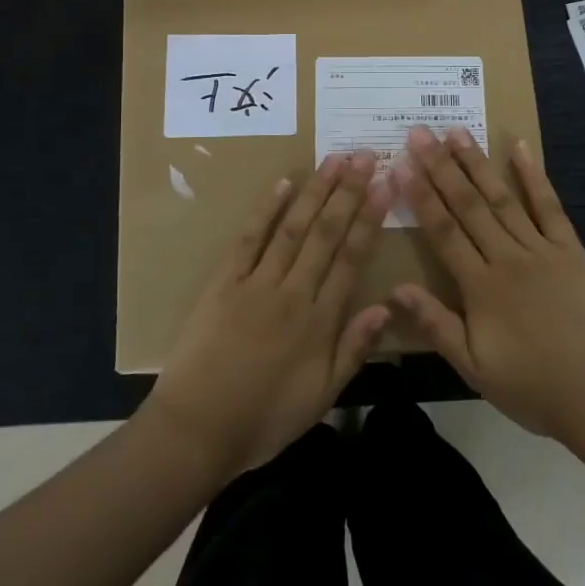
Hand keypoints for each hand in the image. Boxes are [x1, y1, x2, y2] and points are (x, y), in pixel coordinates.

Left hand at [144, 151, 391, 477]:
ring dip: (316, 191)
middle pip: (326, 233)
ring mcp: (256, 283)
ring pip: (293, 228)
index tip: (385, 185)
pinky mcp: (223, 282)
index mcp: (320, 321)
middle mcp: (293, 292)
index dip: (370, 219)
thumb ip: (354, 349)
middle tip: (365, 156)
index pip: (352, 258)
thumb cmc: (265, 419)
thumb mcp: (321, 397)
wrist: (198, 430)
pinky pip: (248, 239)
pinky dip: (266, 209)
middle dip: (348, 192)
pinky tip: (283, 184)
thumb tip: (386, 306)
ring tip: (334, 160)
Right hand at [391, 126, 584, 443]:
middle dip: (441, 167)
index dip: (420, 195)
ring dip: (477, 163)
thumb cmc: (532, 388)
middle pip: (468, 205)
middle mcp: (508, 257)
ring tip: (456, 132)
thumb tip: (395, 288)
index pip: (443, 230)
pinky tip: (520, 148)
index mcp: (481, 287)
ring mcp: (543, 250)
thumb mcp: (474, 368)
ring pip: (503, 198)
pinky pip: (550, 207)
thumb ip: (436, 324)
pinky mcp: (572, 250)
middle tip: (419, 133)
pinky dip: (534, 176)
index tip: (400, 163)